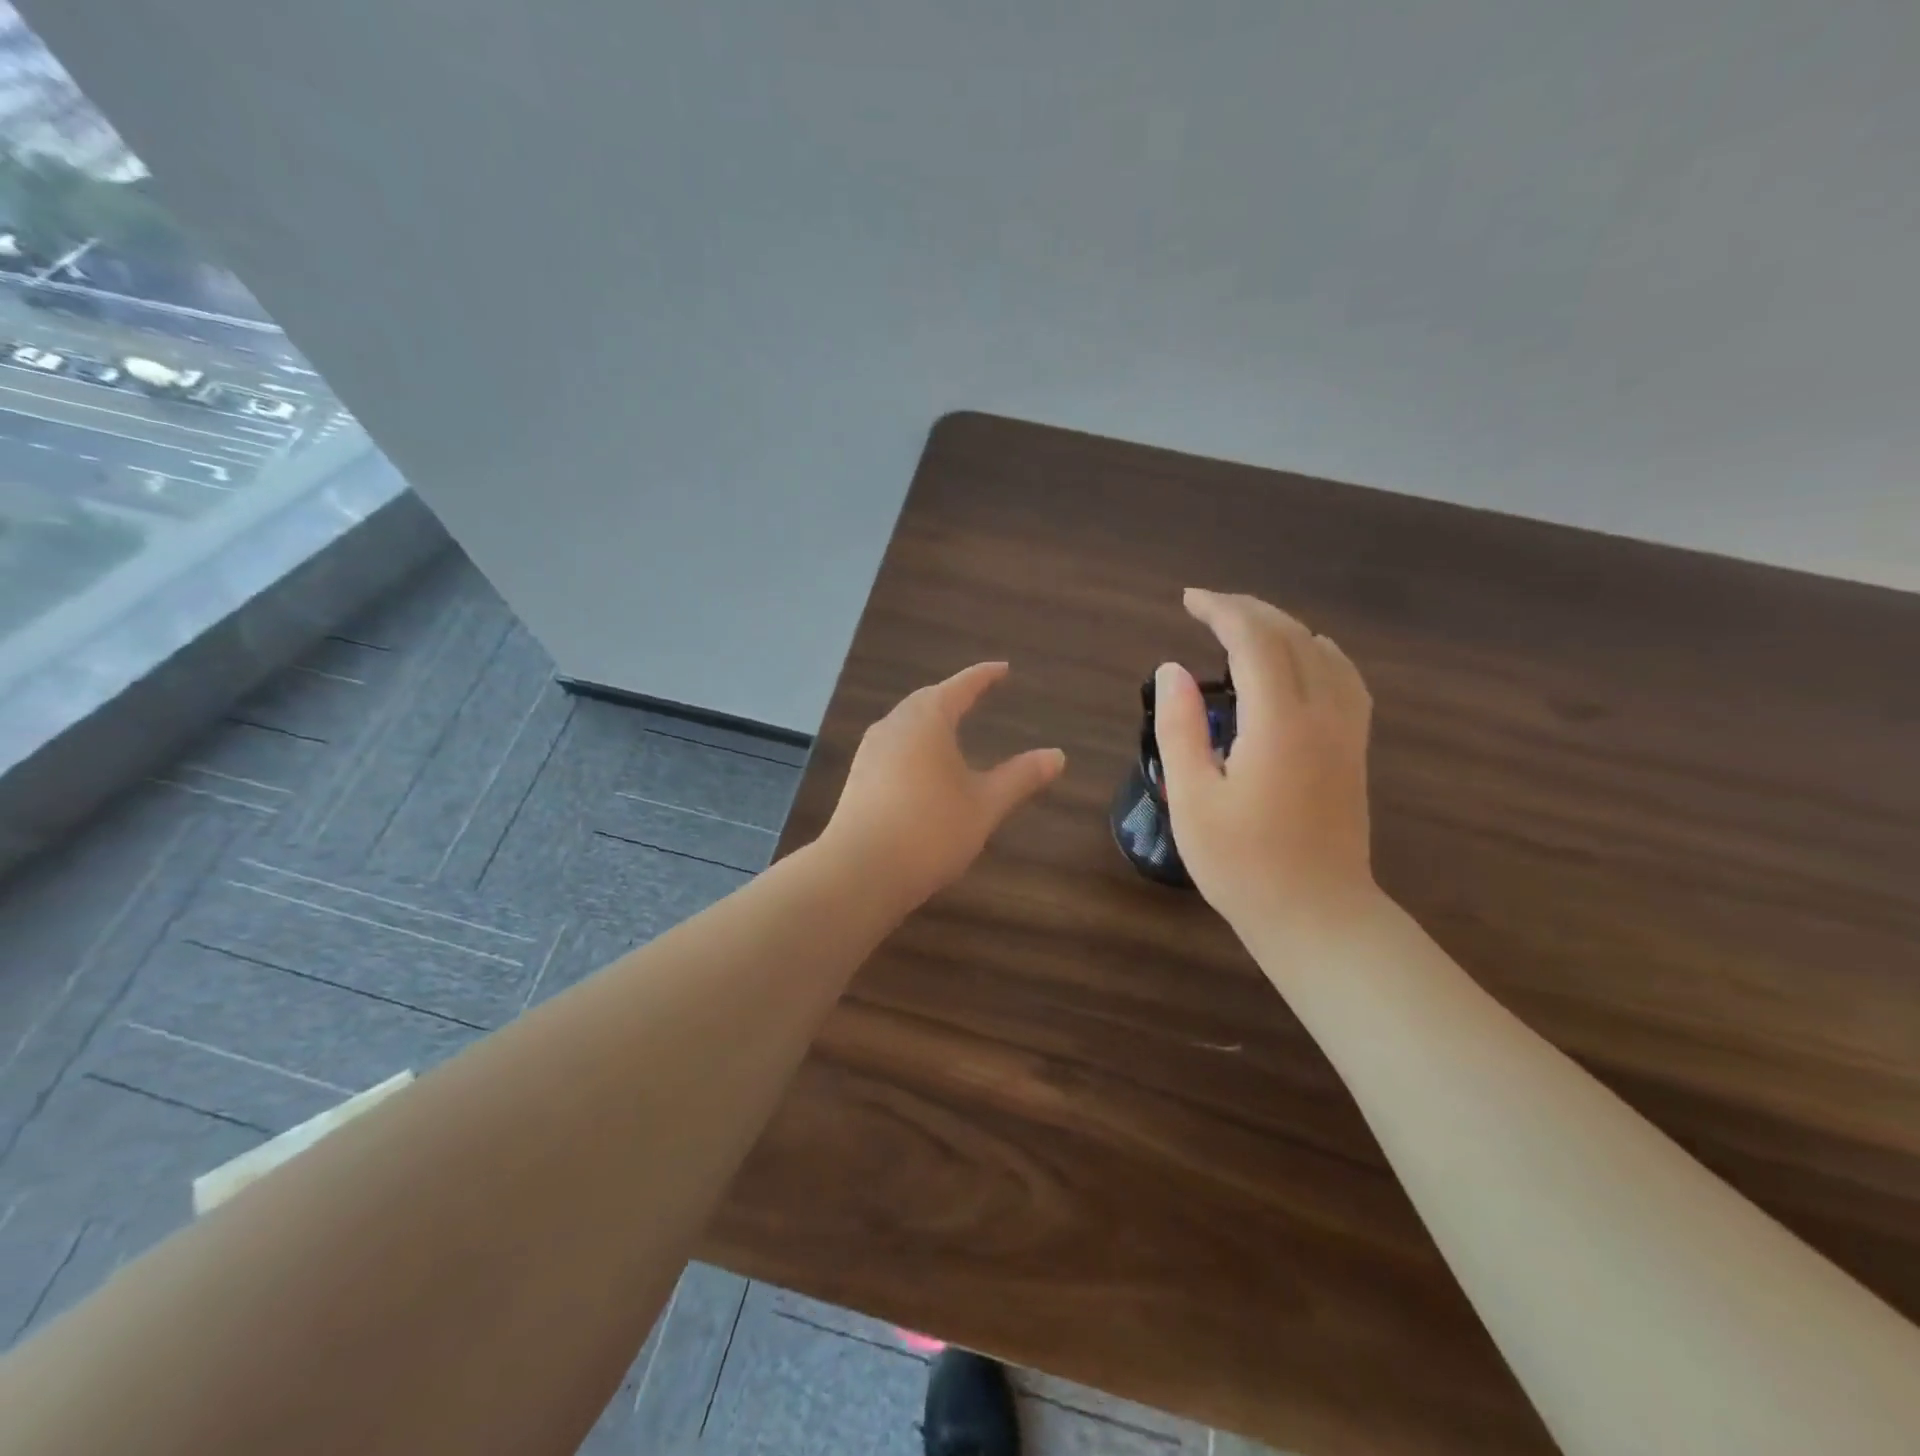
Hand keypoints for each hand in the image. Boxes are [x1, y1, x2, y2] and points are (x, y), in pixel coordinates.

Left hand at [822, 663, 1066, 906]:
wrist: (860, 871)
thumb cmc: (931, 830)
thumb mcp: (985, 805)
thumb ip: (1020, 777)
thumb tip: (1057, 755)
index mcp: (926, 720)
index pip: (960, 687)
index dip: (983, 676)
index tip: (1002, 668)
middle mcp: (894, 726)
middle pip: (926, 700)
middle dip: (952, 695)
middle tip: (975, 695)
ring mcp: (870, 752)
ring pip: (905, 723)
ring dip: (929, 719)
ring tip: (950, 727)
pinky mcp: (858, 779)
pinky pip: (893, 747)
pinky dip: (914, 745)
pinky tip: (922, 766)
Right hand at [1156, 589, 1376, 934]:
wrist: (1317, 916)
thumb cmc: (1242, 864)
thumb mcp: (1193, 799)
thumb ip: (1180, 728)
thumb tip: (1172, 669)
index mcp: (1279, 723)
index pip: (1255, 642)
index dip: (1222, 611)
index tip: (1188, 601)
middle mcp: (1322, 714)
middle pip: (1293, 637)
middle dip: (1249, 610)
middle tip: (1206, 606)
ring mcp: (1347, 732)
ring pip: (1324, 653)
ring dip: (1283, 627)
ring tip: (1245, 625)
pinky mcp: (1355, 750)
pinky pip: (1346, 679)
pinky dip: (1320, 652)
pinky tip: (1307, 655)